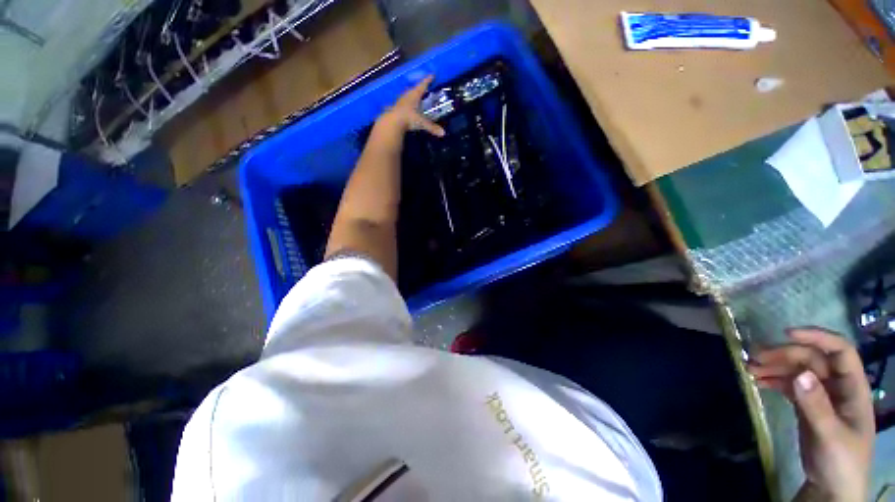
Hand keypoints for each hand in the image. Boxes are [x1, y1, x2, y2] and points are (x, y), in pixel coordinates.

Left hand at [375, 76, 444, 137]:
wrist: (392, 123)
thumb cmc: (408, 118)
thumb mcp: (421, 123)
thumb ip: (432, 127)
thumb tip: (443, 133)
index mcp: (414, 95)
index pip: (423, 85)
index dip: (428, 80)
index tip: (432, 75)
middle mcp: (407, 96)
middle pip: (414, 89)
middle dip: (419, 88)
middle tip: (424, 88)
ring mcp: (400, 101)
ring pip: (407, 96)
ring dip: (412, 96)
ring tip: (416, 97)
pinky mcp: (395, 108)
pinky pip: (403, 104)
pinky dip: (407, 104)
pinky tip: (408, 108)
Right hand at [748, 328, 873, 501]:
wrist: (832, 488)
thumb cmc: (841, 462)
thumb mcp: (830, 437)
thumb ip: (817, 406)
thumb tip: (800, 375)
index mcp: (853, 388)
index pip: (841, 352)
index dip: (817, 337)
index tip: (786, 333)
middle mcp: (838, 386)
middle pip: (812, 359)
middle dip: (784, 355)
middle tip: (754, 358)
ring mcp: (822, 396)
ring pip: (798, 370)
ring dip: (774, 366)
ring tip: (749, 369)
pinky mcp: (808, 405)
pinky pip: (790, 385)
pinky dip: (774, 380)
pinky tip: (757, 382)